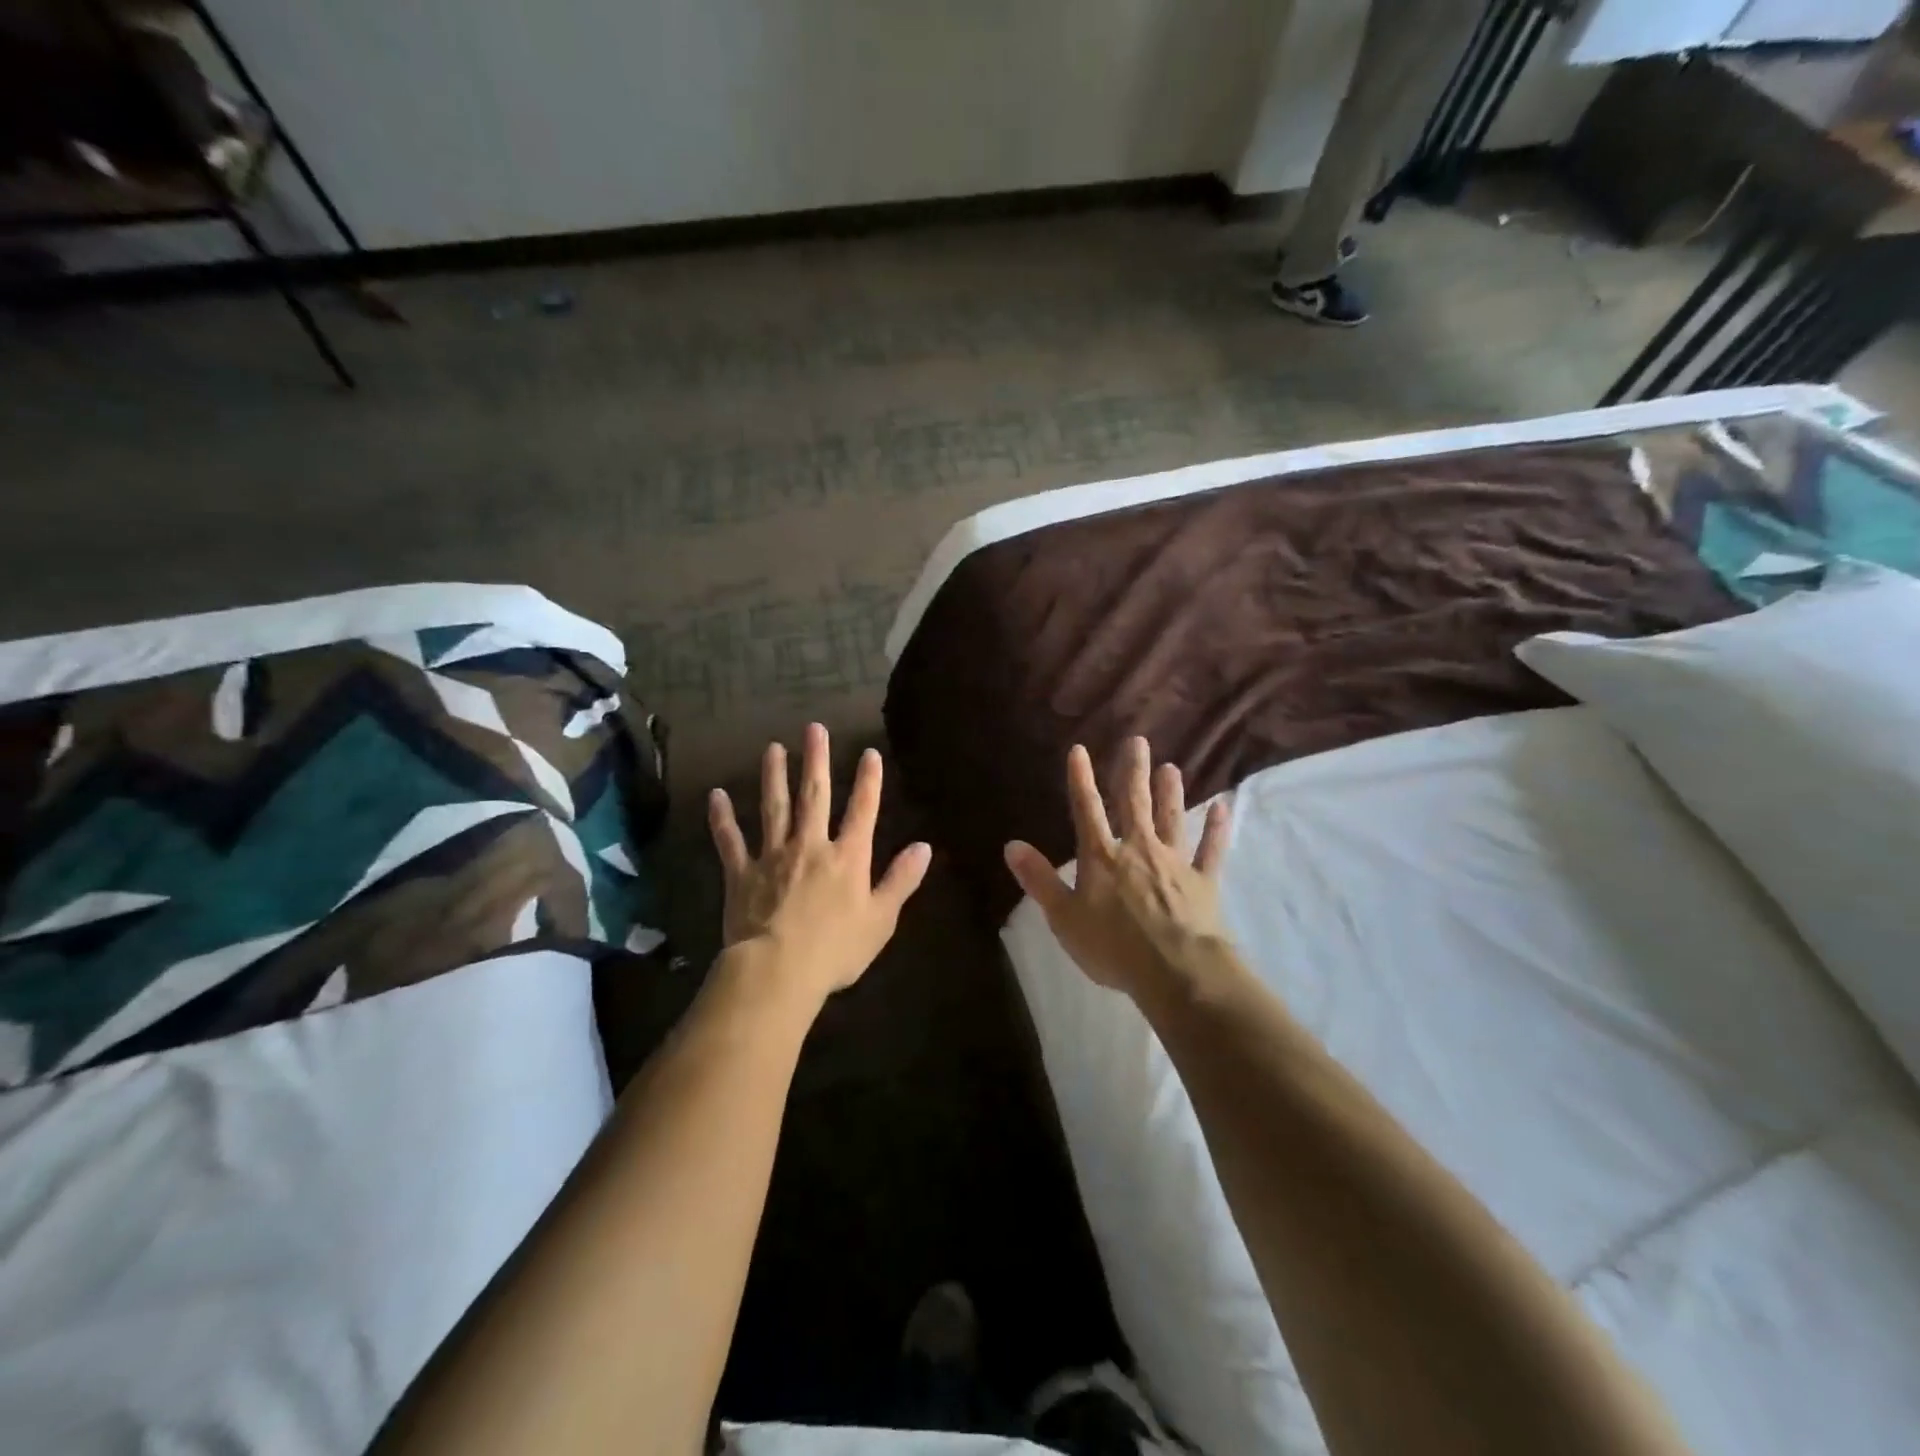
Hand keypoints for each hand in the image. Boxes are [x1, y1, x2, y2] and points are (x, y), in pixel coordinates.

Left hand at [708, 723, 931, 1011]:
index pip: (862, 811)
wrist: (778, 970)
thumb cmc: (836, 950)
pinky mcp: (742, 873)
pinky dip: (722, 818)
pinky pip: (730, 841)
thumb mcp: (881, 919)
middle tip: (813, 728)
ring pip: (774, 808)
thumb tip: (925, 847)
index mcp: (847, 858)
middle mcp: (810, 846)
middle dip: (816, 761)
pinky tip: (716, 795)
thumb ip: (901, 880)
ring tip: (772, 748)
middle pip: (815, 796)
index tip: (868, 753)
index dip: (868, 781)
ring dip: (774, 776)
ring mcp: (773, 856)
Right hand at [1004, 737, 1229, 997]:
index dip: (1080, 779)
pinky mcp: (1203, 882)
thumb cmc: (1113, 946)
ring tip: (1171, 767)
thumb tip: (1011, 845)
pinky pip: (1210, 850)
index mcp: (1101, 856)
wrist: (1176, 971)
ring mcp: (1174, 862)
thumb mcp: (1064, 917)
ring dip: (1170, 792)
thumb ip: (1039, 879)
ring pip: (1171, 819)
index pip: (1087, 809)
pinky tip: (1223, 808)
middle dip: (1132, 771)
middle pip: (1134, 803)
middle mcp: (1138, 848)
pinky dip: (1216, 829)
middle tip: (1138, 741)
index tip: (1080, 750)